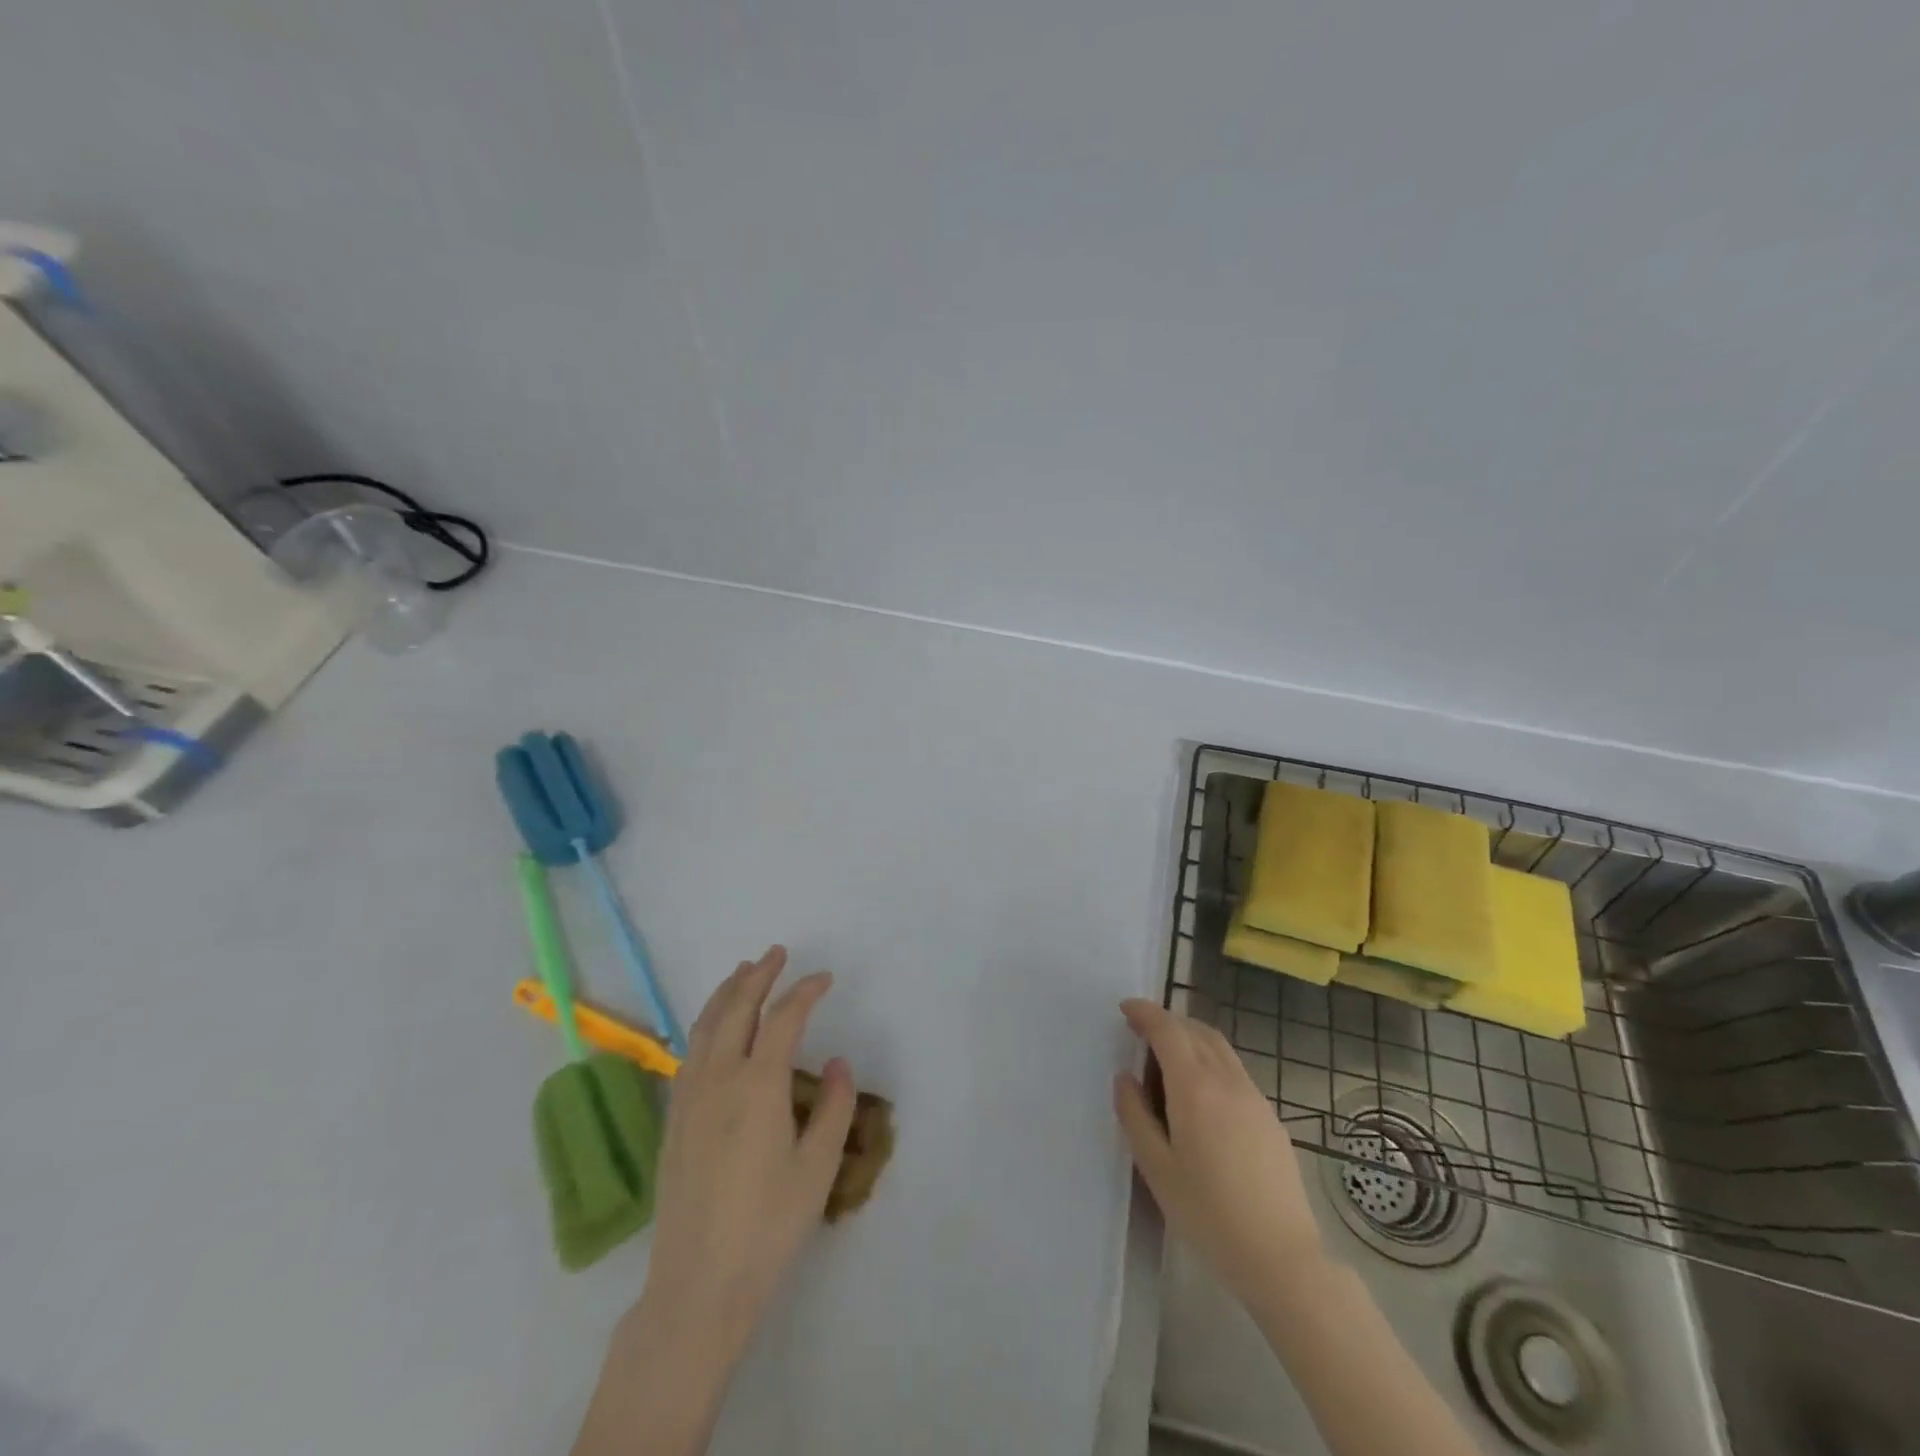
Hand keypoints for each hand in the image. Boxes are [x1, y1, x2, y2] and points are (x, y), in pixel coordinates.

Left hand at [638, 946, 856, 1360]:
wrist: (698, 1284)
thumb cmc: (768, 1225)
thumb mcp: (818, 1168)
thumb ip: (833, 1107)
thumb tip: (836, 1062)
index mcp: (758, 1084)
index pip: (783, 1017)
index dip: (805, 991)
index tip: (824, 978)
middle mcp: (719, 1078)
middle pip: (736, 1008)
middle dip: (758, 975)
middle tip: (776, 954)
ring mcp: (689, 1097)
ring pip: (705, 1025)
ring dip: (727, 993)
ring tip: (743, 972)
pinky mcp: (674, 1119)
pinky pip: (690, 1051)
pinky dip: (706, 1023)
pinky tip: (714, 1028)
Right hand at [1114, 998, 1322, 1297]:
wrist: (1282, 1258)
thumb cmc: (1209, 1214)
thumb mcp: (1156, 1168)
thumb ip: (1135, 1116)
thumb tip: (1125, 1077)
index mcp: (1195, 1087)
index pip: (1168, 1030)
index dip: (1145, 1013)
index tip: (1125, 1009)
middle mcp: (1227, 1081)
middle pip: (1196, 1031)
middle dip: (1168, 1022)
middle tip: (1142, 1031)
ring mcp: (1254, 1098)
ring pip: (1219, 1048)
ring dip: (1191, 1039)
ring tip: (1168, 1058)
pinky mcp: (1270, 1118)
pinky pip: (1234, 1071)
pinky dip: (1211, 1061)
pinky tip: (1201, 1094)